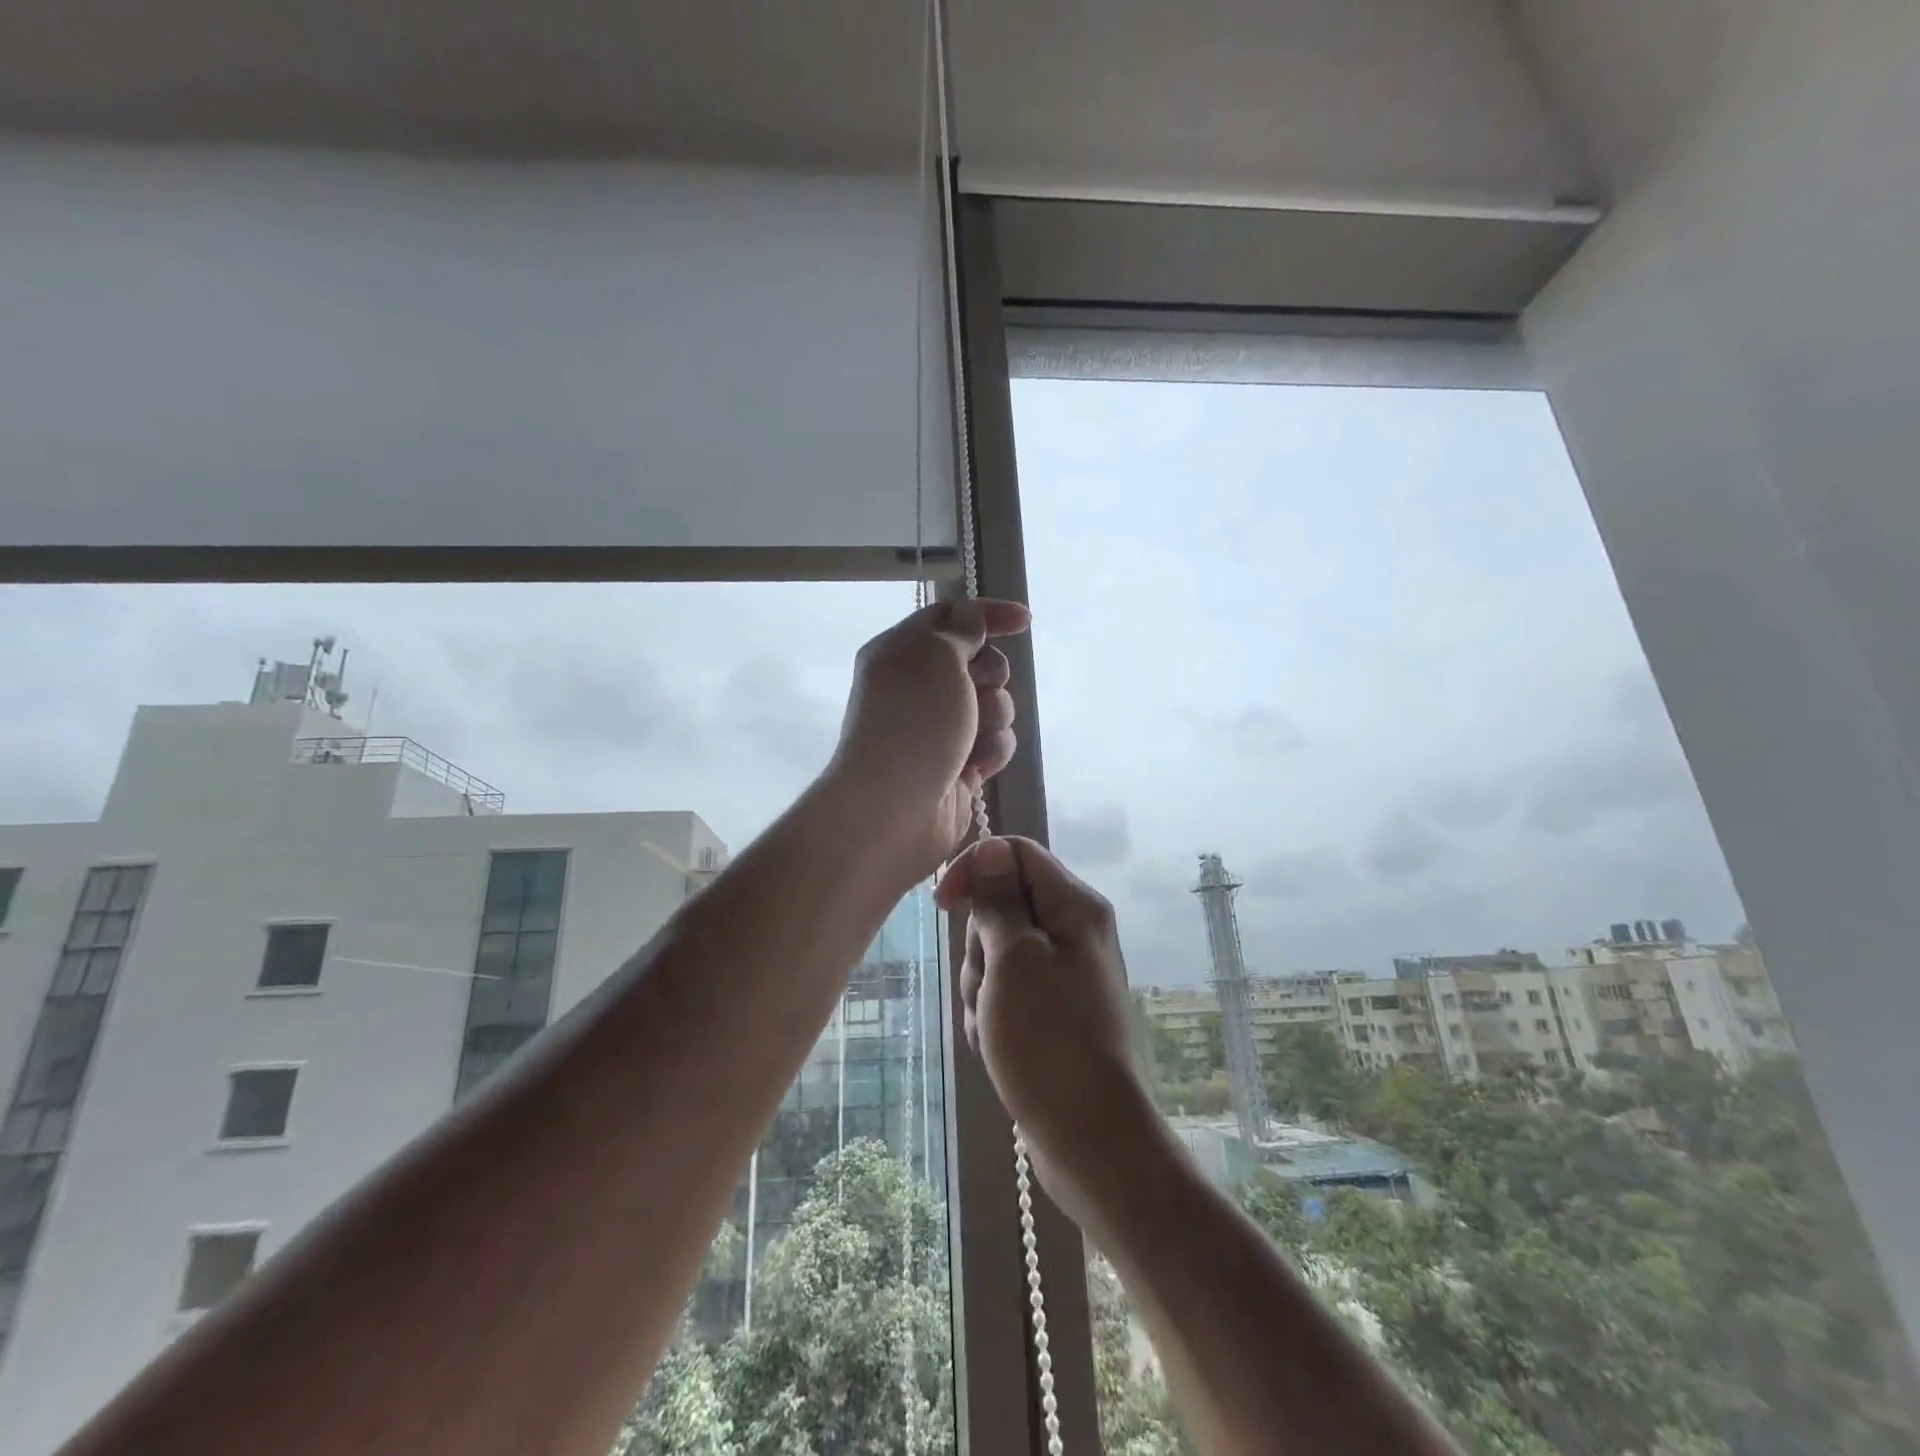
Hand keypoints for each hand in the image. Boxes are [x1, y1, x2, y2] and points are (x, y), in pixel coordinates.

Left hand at [825, 598, 1030, 880]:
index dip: (988, 614)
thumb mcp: (936, 655)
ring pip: (993, 704)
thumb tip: (971, 620)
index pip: (950, 616)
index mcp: (900, 651)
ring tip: (973, 737)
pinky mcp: (957, 761)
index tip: (1024, 622)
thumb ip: (961, 629)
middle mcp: (917, 685)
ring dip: (994, 717)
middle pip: (979, 662)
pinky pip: (993, 742)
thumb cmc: (914, 721)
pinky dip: (991, 751)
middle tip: (979, 688)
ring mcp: (938, 726)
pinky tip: (975, 766)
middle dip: (992, 675)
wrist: (895, 807)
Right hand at [935, 836, 1161, 1231]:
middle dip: (979, 946)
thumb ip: (999, 901)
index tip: (943, 904)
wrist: (1086, 1136)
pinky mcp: (1049, 1010)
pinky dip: (990, 1015)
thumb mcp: (1014, 959)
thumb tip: (991, 848)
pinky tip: (998, 1047)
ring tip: (994, 1026)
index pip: (1016, 853)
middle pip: (1001, 907)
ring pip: (995, 953)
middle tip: (989, 986)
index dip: (975, 869)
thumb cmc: (1048, 1039)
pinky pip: (1003, 992)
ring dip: (981, 988)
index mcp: (1075, 907)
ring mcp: (1061, 973)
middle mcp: (1072, 931)